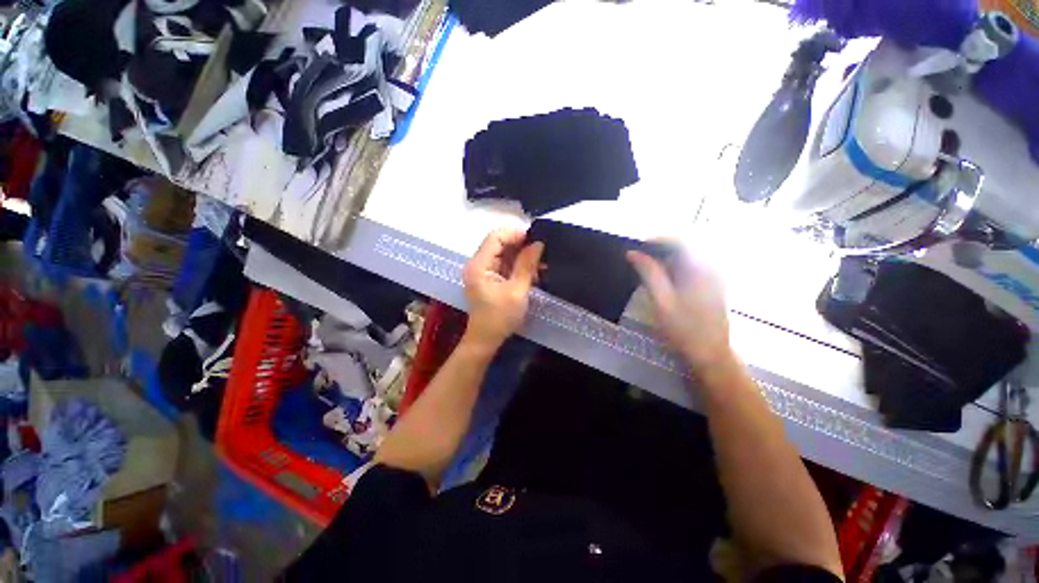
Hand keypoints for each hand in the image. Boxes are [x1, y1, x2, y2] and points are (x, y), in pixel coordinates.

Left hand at [462, 228, 543, 351]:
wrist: (487, 340)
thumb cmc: (500, 317)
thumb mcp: (517, 291)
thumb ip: (526, 265)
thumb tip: (538, 243)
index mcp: (479, 265)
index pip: (496, 237)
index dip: (516, 234)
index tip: (537, 239)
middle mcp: (478, 264)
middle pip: (500, 244)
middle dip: (522, 246)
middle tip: (543, 252)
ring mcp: (483, 271)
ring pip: (504, 254)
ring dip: (522, 257)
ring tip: (542, 264)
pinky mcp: (490, 279)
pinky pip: (505, 265)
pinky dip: (519, 267)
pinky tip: (534, 272)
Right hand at [627, 247, 732, 372]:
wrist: (709, 353)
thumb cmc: (684, 328)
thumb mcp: (661, 300)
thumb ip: (648, 273)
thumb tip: (633, 253)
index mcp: (701, 268)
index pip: (681, 240)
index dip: (658, 239)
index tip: (638, 246)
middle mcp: (711, 267)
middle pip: (686, 247)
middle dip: (661, 250)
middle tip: (641, 261)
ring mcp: (714, 276)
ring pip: (688, 258)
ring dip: (667, 261)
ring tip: (649, 273)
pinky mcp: (713, 285)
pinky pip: (692, 268)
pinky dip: (675, 270)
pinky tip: (664, 282)